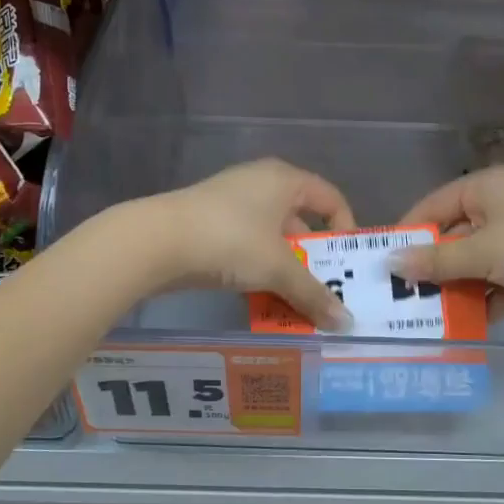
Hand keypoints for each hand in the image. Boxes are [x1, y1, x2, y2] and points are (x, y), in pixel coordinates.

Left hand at [149, 159, 352, 328]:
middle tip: (323, 291)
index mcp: (285, 180)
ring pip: (272, 238)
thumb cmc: (231, 241)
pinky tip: (260, 299)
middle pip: (301, 221)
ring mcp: (232, 202)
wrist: (156, 242)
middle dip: (313, 259)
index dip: (345, 231)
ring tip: (293, 302)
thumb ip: (314, 295)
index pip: (331, 199)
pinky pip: (247, 246)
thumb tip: (346, 323)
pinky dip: (258, 270)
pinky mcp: (209, 223)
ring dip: (285, 270)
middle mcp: (260, 183)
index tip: (347, 266)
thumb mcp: (278, 270)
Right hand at [393, 166, 503, 315]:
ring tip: (428, 317)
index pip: (432, 207)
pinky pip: (501, 282)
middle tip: (402, 299)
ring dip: (458, 289)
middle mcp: (501, 207)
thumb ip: (436, 260)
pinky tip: (468, 324)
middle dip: (432, 269)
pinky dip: (488, 300)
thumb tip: (390, 263)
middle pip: (454, 237)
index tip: (383, 266)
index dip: (408, 235)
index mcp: (485, 188)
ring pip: (477, 264)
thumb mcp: (482, 252)